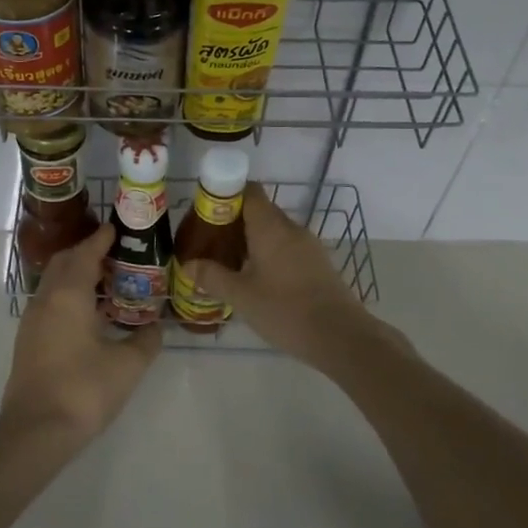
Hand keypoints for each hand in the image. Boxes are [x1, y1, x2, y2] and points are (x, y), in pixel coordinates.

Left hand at [0, 223, 160, 449]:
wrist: (36, 431)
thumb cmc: (84, 390)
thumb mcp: (128, 365)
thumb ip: (146, 340)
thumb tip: (156, 327)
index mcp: (69, 295)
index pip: (85, 253)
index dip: (101, 239)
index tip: (116, 228)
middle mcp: (46, 300)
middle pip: (65, 263)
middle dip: (87, 253)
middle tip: (115, 254)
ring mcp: (32, 321)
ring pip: (54, 283)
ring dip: (77, 275)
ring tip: (107, 282)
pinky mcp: (28, 341)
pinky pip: (50, 303)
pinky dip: (69, 296)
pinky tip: (89, 314)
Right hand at [181, 183, 371, 363]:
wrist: (340, 336)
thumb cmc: (285, 310)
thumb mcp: (241, 296)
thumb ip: (212, 277)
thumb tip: (187, 264)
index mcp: (271, 227)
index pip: (249, 191)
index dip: (226, 195)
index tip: (207, 213)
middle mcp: (291, 228)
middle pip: (260, 211)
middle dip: (234, 222)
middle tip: (211, 243)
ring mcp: (309, 246)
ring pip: (274, 232)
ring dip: (252, 241)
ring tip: (230, 263)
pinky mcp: (318, 264)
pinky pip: (288, 248)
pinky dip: (270, 255)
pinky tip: (257, 279)